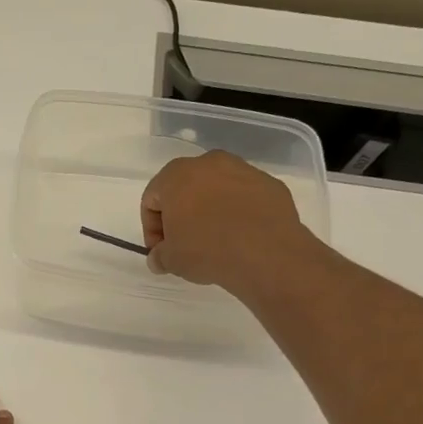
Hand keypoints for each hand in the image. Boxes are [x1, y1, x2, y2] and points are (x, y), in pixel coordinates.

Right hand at [141, 151, 311, 293]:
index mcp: (176, 175)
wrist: (266, 253)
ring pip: (217, 190)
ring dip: (211, 211)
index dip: (152, 228)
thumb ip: (159, 256)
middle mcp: (209, 163)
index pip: (152, 199)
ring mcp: (243, 170)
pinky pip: (245, 197)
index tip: (160, 250)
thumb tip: (159, 258)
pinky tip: (241, 236)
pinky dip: (239, 212)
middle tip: (185, 243)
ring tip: (216, 240)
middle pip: (185, 189)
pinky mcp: (270, 184)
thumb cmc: (207, 250)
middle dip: (181, 215)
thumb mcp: (171, 260)